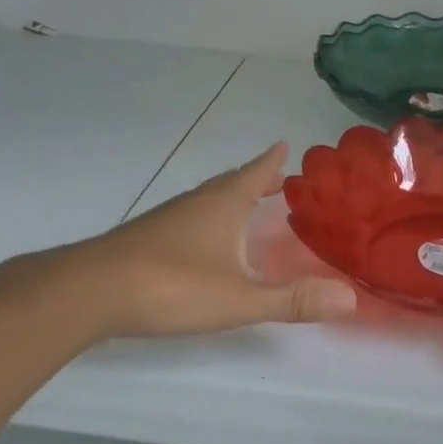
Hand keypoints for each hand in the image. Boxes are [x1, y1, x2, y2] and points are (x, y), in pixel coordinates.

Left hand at [32, 144, 357, 339]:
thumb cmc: (173, 285)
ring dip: (231, 197)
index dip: (273, 160)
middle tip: (277, 176)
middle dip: (256, 178)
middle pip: (232, 182)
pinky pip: (188, 217)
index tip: (286, 143)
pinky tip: (203, 241)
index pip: (256, 172)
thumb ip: (292, 300)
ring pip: (207, 199)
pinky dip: (207, 218)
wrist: (91, 291)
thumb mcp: (240, 298)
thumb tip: (351, 298)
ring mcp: (168, 219)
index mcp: (224, 204)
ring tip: (246, 205)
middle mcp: (197, 202)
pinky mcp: (147, 238)